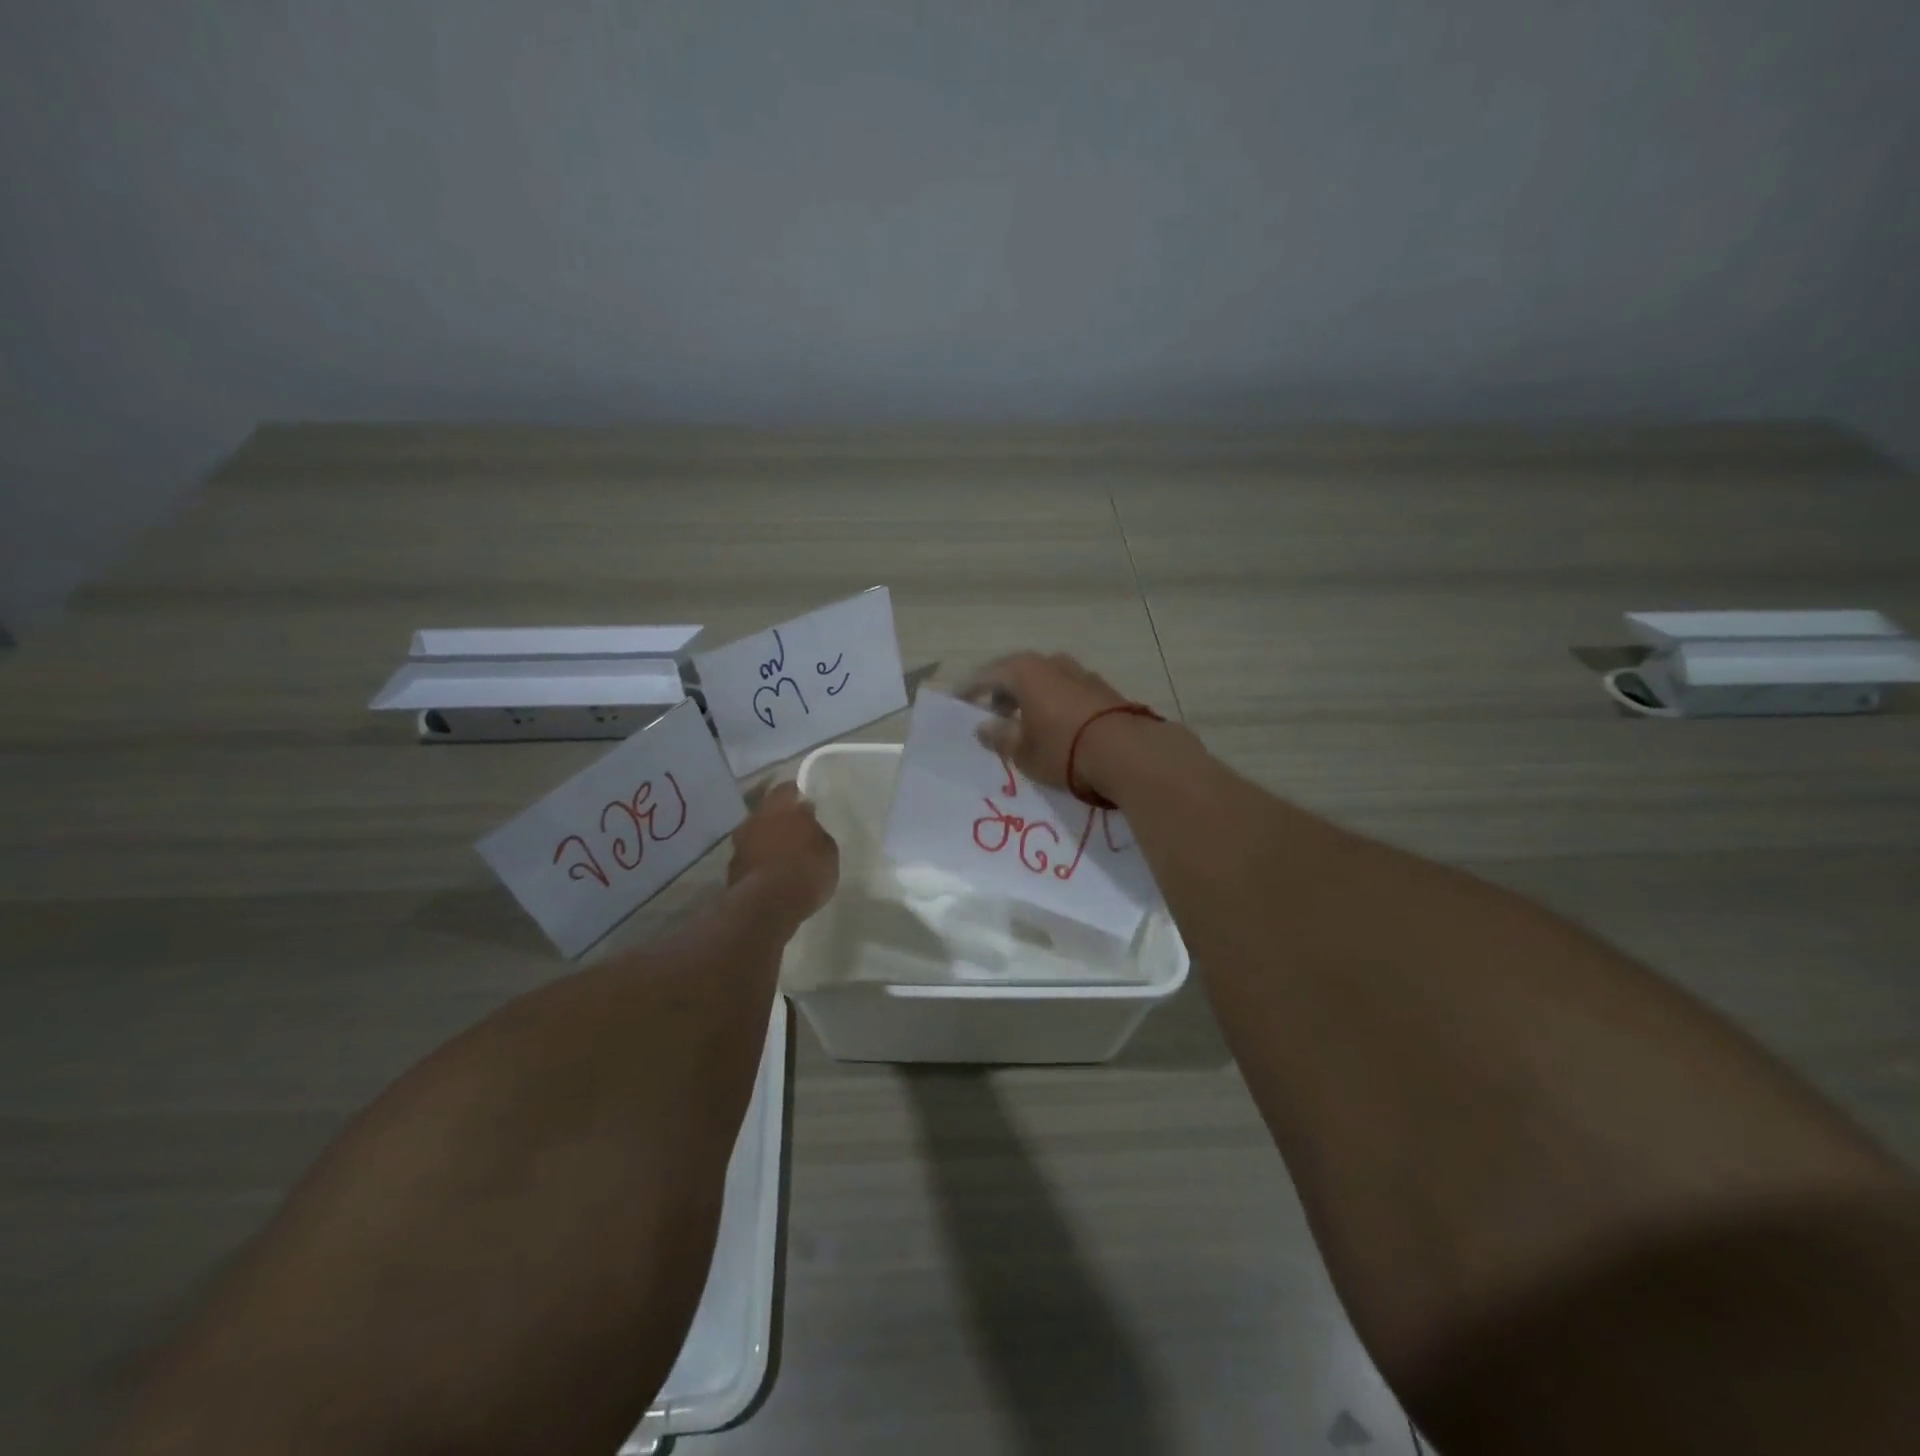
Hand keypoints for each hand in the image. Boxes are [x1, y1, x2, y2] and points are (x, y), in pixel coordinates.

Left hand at [728, 780, 839, 920]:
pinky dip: (758, 859)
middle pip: (766, 810)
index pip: (787, 789)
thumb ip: (815, 831)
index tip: (804, 802)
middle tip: (793, 826)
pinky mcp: (732, 867)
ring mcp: (740, 842)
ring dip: (765, 838)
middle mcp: (756, 818)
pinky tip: (769, 870)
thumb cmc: (806, 870)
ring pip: (755, 833)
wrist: (768, 904)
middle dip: (778, 816)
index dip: (795, 794)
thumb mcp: (827, 849)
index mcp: (781, 806)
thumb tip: (807, 820)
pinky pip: (748, 856)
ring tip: (781, 851)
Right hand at [956, 651, 1133, 793]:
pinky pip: (1065, 691)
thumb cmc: (1063, 749)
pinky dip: (1052, 703)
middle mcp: (1052, 663)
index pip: (987, 675)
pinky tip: (1053, 725)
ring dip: (1029, 698)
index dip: (970, 689)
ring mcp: (1081, 673)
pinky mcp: (1102, 689)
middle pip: (1017, 673)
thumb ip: (999, 736)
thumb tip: (983, 727)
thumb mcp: (1022, 750)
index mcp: (1025, 671)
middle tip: (991, 715)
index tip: (957, 701)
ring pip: (1044, 680)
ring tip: (1023, 723)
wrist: (1128, 753)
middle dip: (1002, 693)